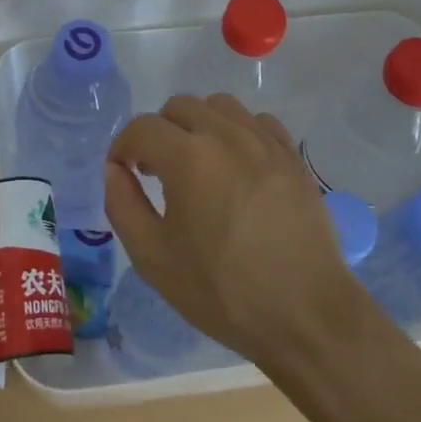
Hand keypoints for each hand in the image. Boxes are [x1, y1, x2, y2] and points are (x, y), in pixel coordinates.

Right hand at [104, 94, 364, 367]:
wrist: (306, 315)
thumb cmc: (223, 292)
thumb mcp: (155, 259)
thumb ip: (123, 205)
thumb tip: (114, 170)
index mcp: (188, 156)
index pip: (141, 128)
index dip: (123, 147)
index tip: (123, 173)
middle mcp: (225, 134)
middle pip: (179, 107)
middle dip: (159, 133)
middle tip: (157, 172)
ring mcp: (263, 141)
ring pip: (219, 106)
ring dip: (198, 125)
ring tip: (198, 163)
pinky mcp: (292, 155)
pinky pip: (257, 121)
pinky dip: (238, 131)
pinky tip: (237, 165)